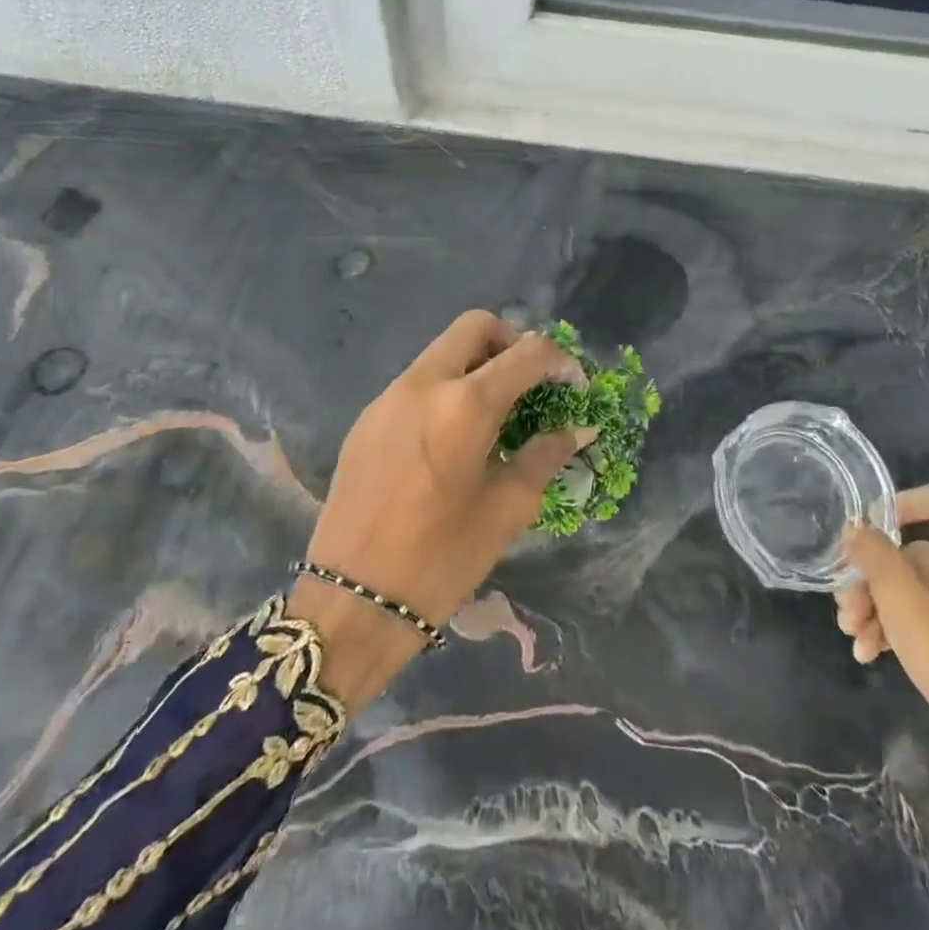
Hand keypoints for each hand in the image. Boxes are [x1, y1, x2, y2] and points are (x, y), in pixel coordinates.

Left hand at [288, 311, 594, 706]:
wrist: (351, 603)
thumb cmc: (441, 560)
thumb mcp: (507, 509)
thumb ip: (545, 455)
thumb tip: (578, 427)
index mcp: (465, 405)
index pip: (527, 353)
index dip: (560, 361)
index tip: (573, 385)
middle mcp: (423, 384)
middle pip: (475, 327)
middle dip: (512, 342)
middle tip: (531, 383)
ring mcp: (387, 398)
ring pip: (441, 352)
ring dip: (476, 365)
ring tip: (495, 413)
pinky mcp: (366, 419)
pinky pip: (416, 382)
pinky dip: (445, 388)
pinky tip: (453, 437)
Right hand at [834, 480, 928, 753]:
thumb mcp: (901, 599)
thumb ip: (874, 555)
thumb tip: (857, 528)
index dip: (903, 500)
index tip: (869, 528)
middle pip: (920, 556)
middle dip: (873, 580)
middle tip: (845, 610)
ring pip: (924, 595)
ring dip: (882, 611)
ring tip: (854, 641)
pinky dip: (906, 634)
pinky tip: (873, 657)